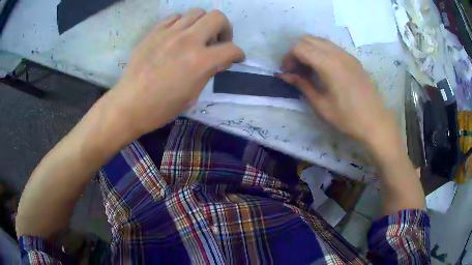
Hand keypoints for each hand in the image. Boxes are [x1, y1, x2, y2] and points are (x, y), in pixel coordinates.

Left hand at [107, 9, 244, 136]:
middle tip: (219, 41)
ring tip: (197, 36)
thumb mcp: (192, 95)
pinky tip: (178, 35)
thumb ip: (208, 73)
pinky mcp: (155, 31)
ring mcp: (169, 33)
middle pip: (217, 17)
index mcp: (201, 61)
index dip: (238, 54)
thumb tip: (219, 61)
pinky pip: (175, 17)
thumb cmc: (161, 107)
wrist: (129, 104)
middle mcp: (188, 40)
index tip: (236, 58)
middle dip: (225, 28)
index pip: (231, 49)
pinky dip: (182, 23)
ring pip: (197, 12)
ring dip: (203, 23)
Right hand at [278, 35, 398, 147]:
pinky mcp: (352, 59)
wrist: (375, 121)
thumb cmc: (347, 117)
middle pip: (307, 39)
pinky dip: (321, 52)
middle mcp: (337, 53)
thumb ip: (302, 85)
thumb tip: (284, 75)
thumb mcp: (321, 104)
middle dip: (296, 51)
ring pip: (319, 41)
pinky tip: (322, 69)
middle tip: (295, 70)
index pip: (299, 47)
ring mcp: (346, 54)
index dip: (288, 58)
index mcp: (328, 64)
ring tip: (308, 69)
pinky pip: (331, 47)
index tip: (287, 72)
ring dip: (309, 50)